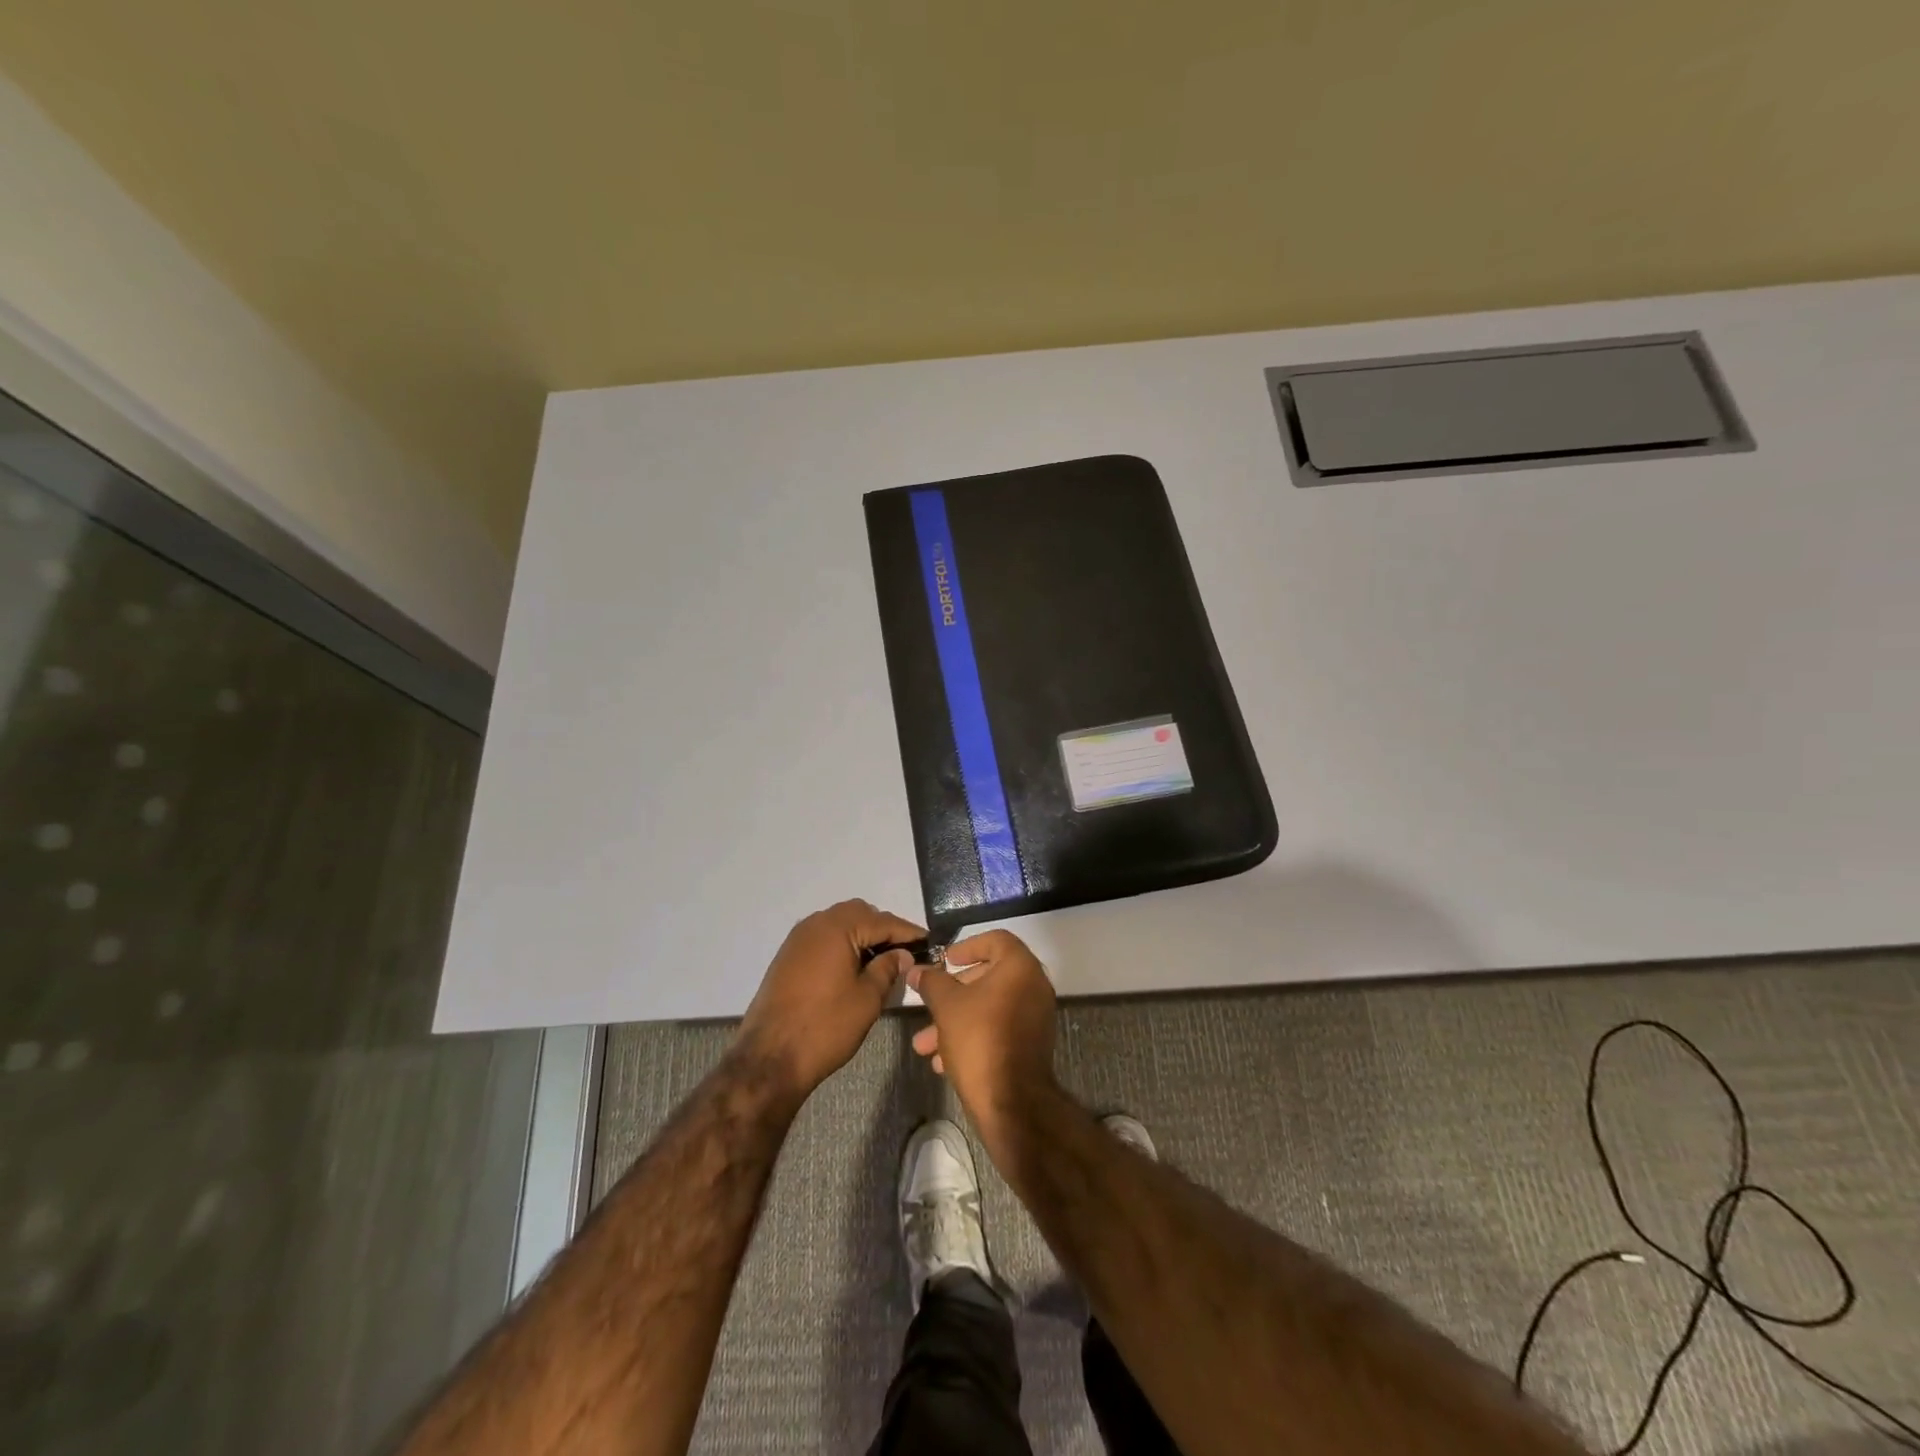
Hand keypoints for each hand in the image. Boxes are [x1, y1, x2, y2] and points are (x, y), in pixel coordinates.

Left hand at [734, 899, 923, 1103]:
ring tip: (882, 961)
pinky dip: (842, 945)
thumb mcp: (867, 998)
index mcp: (837, 927)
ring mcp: (798, 939)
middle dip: (883, 929)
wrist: (769, 1058)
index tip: (929, 942)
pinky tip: (854, 968)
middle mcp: (815, 924)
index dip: (908, 932)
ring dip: (862, 936)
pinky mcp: (788, 957)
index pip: (883, 921)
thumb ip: (888, 969)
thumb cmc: (825, 1026)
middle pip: (859, 914)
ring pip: (839, 924)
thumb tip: (901, 954)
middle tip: (904, 953)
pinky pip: (823, 938)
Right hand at [908, 930, 1057, 1146]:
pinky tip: (942, 1062)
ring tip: (924, 1044)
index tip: (945, 960)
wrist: (1012, 1103)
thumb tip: (917, 969)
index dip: (967, 946)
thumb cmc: (979, 1040)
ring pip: (989, 1007)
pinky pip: (999, 1028)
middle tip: (930, 1001)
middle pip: (989, 975)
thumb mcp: (947, 1006)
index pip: (996, 940)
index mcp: (1020, 968)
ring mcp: (1035, 1017)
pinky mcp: (1031, 1044)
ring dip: (955, 1020)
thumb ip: (932, 982)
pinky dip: (973, 1035)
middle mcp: (1034, 986)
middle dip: (953, 992)